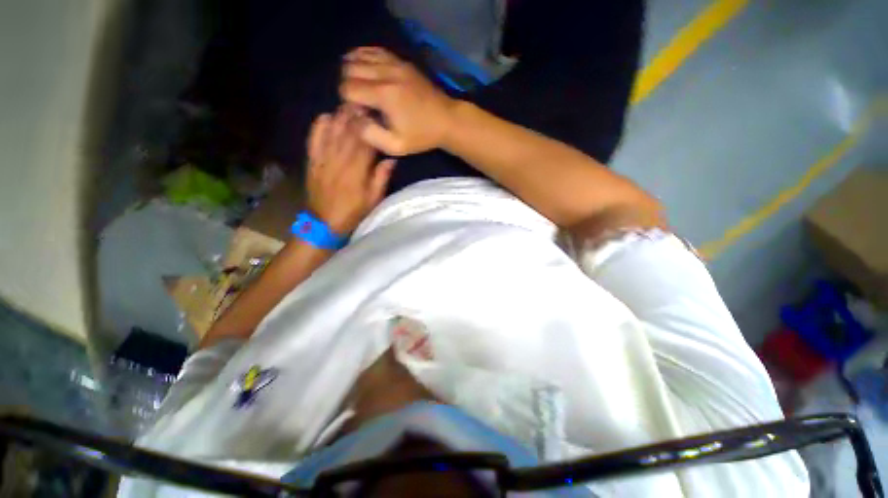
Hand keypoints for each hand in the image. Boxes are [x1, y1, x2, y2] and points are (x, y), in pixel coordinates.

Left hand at [306, 106, 395, 233]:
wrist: (324, 223)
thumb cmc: (353, 212)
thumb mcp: (373, 200)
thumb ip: (381, 179)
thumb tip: (390, 159)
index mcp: (357, 173)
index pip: (364, 145)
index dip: (370, 128)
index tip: (376, 115)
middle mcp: (339, 162)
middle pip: (348, 134)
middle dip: (355, 117)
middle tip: (363, 103)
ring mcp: (323, 161)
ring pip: (331, 133)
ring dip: (339, 117)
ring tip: (348, 105)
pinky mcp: (312, 162)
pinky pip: (313, 141)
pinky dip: (318, 127)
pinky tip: (325, 117)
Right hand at [340, 47, 456, 155]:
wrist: (447, 119)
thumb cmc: (422, 136)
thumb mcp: (396, 146)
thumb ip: (371, 135)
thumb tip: (354, 118)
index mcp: (384, 95)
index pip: (347, 88)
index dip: (348, 103)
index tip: (361, 114)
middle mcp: (386, 73)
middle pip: (349, 68)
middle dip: (348, 85)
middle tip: (360, 102)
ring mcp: (395, 63)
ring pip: (358, 54)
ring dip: (353, 70)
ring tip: (362, 87)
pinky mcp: (401, 60)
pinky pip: (373, 50)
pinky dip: (363, 57)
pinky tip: (366, 70)